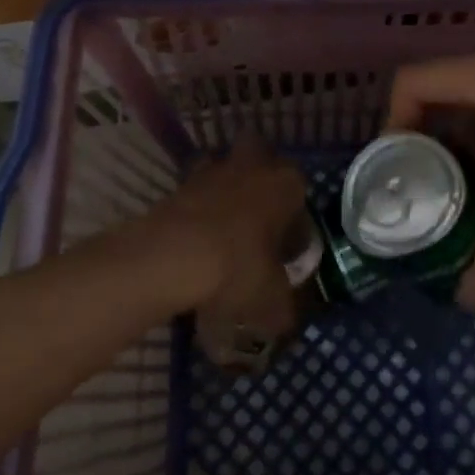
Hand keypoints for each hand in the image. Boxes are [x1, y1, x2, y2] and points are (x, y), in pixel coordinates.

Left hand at [144, 137, 310, 369]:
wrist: (174, 256)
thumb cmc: (239, 268)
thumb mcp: (272, 301)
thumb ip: (284, 307)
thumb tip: (282, 317)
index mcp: (286, 183)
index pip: (300, 192)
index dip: (294, 220)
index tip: (285, 248)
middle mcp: (253, 165)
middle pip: (260, 156)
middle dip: (258, 178)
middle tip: (256, 218)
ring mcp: (212, 169)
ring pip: (223, 168)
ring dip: (223, 189)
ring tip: (221, 229)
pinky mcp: (179, 183)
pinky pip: (194, 191)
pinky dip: (195, 209)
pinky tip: (193, 241)